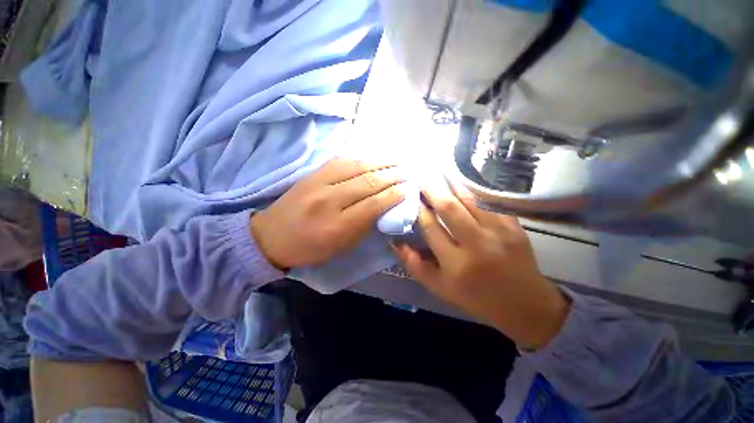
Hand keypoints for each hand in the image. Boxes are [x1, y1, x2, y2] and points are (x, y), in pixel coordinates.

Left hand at [251, 158, 407, 268]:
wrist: (271, 236)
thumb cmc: (310, 248)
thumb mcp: (341, 247)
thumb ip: (364, 226)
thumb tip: (384, 206)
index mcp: (337, 226)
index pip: (373, 205)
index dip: (393, 195)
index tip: (408, 188)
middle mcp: (329, 200)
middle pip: (367, 183)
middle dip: (392, 176)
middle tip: (408, 172)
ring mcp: (318, 183)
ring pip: (356, 167)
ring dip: (380, 162)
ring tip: (397, 160)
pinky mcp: (312, 173)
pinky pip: (341, 161)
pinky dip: (361, 158)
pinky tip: (373, 158)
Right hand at [393, 178, 569, 349]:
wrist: (525, 304)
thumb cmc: (477, 298)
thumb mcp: (440, 289)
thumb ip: (415, 266)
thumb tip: (396, 242)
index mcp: (456, 264)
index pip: (430, 227)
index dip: (417, 209)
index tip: (409, 195)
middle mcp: (477, 244)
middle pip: (449, 207)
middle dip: (431, 188)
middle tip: (420, 174)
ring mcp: (499, 231)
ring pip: (469, 199)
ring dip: (450, 183)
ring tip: (438, 171)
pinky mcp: (513, 225)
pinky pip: (487, 201)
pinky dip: (471, 190)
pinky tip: (461, 182)